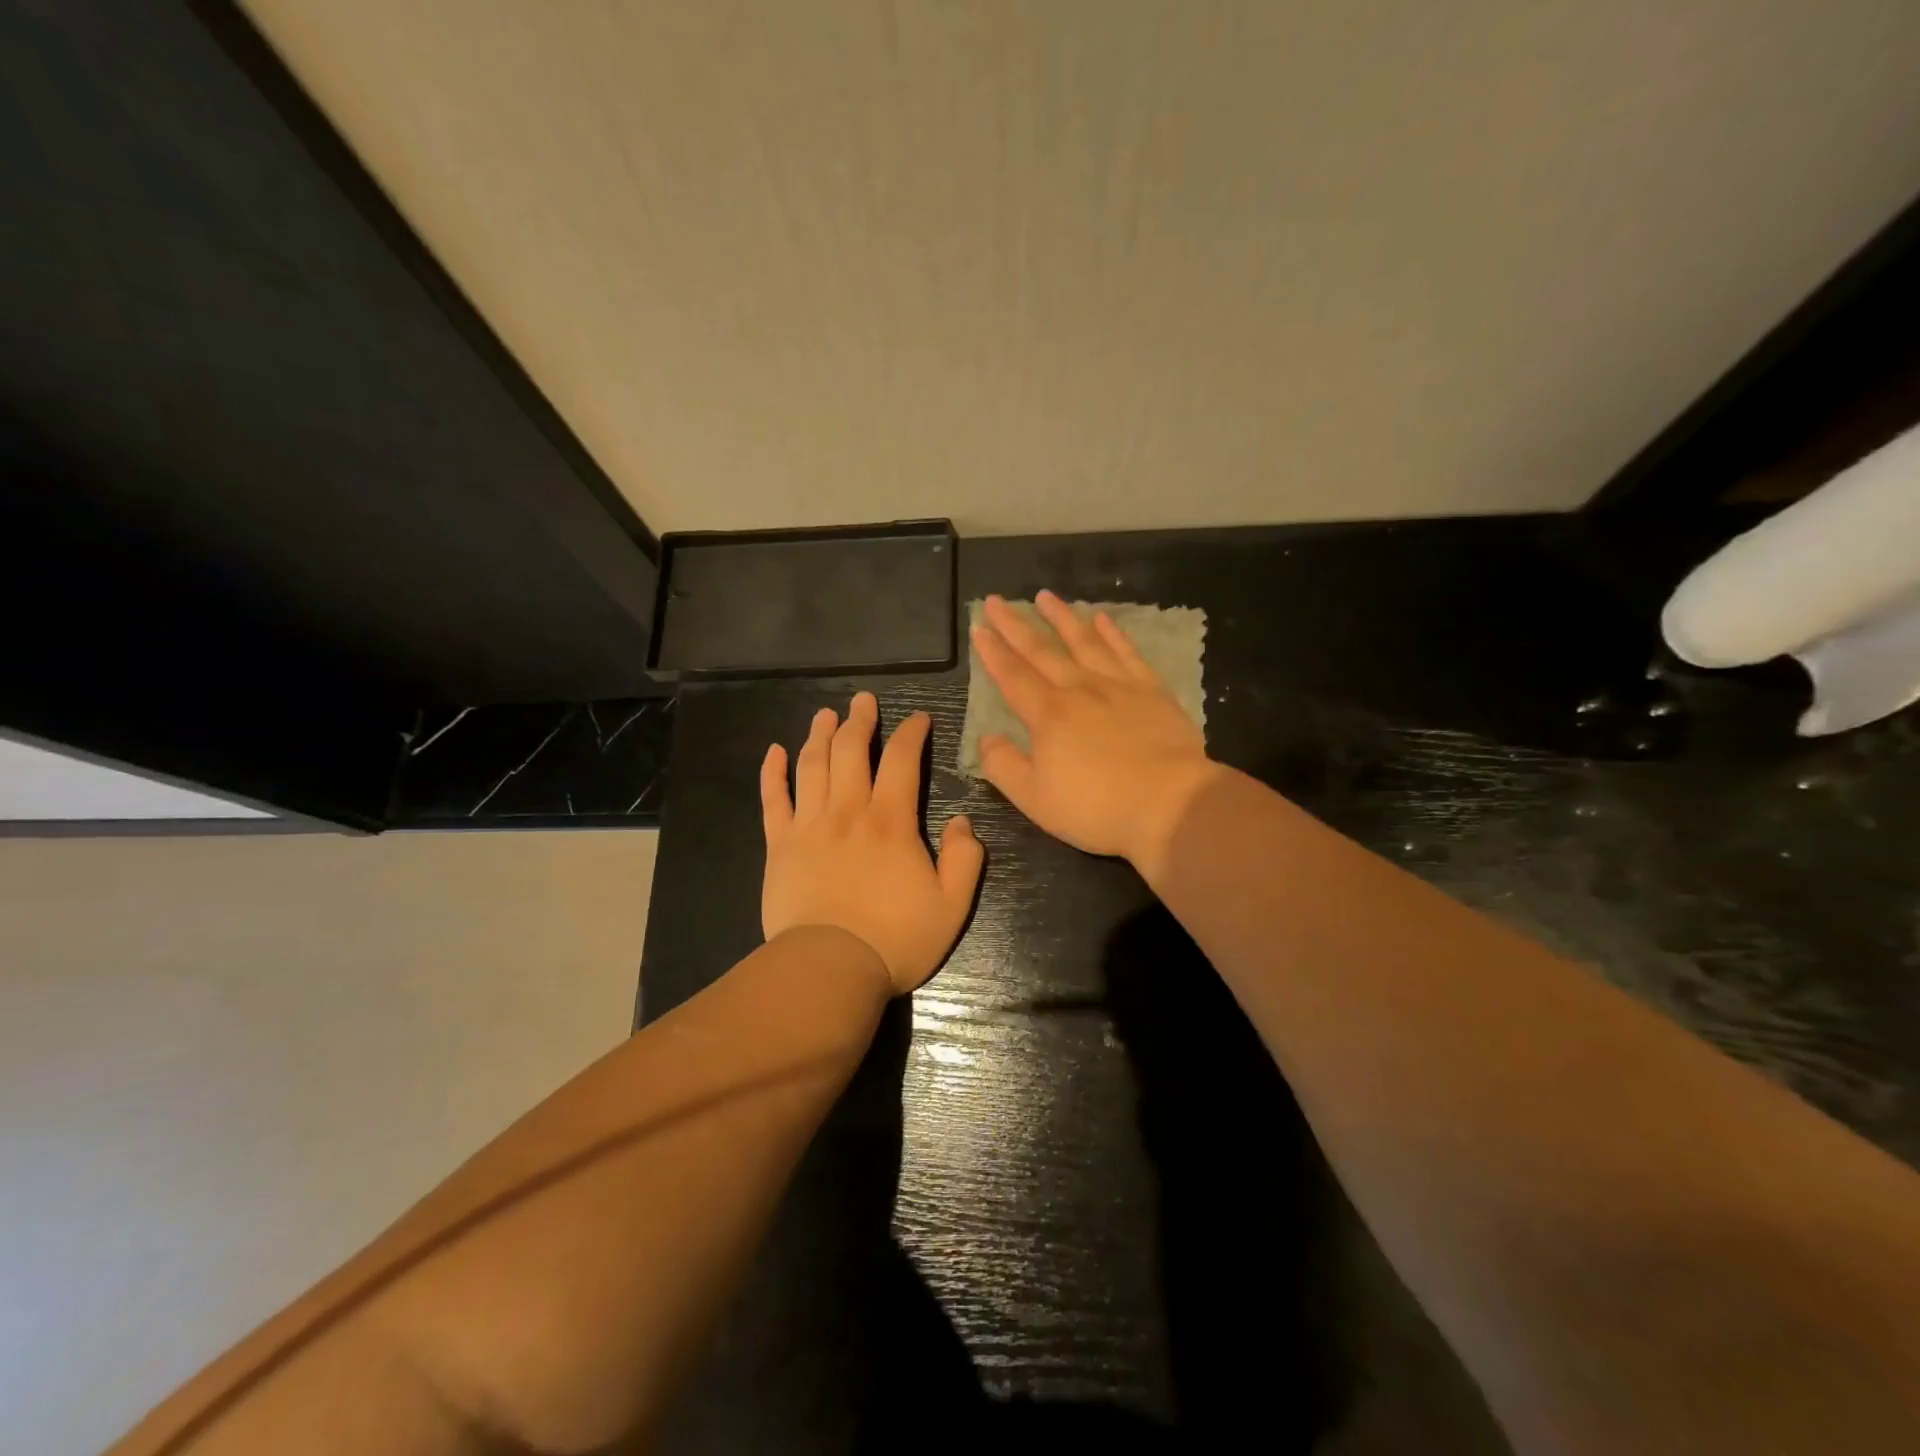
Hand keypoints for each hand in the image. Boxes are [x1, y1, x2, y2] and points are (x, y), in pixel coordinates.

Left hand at [761, 692, 984, 994]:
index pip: (902, 760)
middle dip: (860, 720)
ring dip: (819, 734)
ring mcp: (809, 825)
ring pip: (812, 766)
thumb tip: (962, 821)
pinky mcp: (779, 845)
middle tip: (864, 699)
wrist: (829, 969)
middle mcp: (848, 811)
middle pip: (851, 750)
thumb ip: (965, 859)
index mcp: (891, 821)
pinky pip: (773, 799)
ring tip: (825, 714)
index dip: (911, 733)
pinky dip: (772, 772)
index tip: (919, 718)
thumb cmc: (895, 939)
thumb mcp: (952, 905)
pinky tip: (775, 751)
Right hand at [972, 591, 1220, 878]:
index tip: (979, 628)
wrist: (1170, 804)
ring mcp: (1118, 686)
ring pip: (1084, 641)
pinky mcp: (1152, 691)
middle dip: (1016, 625)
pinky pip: (1126, 653)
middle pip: (1042, 650)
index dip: (993, 652)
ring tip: (1045, 596)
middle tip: (996, 600)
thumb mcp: (1035, 798)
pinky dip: (1112, 633)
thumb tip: (987, 738)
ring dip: (1062, 617)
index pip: (1012, 676)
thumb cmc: (1096, 807)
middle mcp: (1079, 689)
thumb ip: (1004, 765)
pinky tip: (1102, 619)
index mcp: (1048, 715)